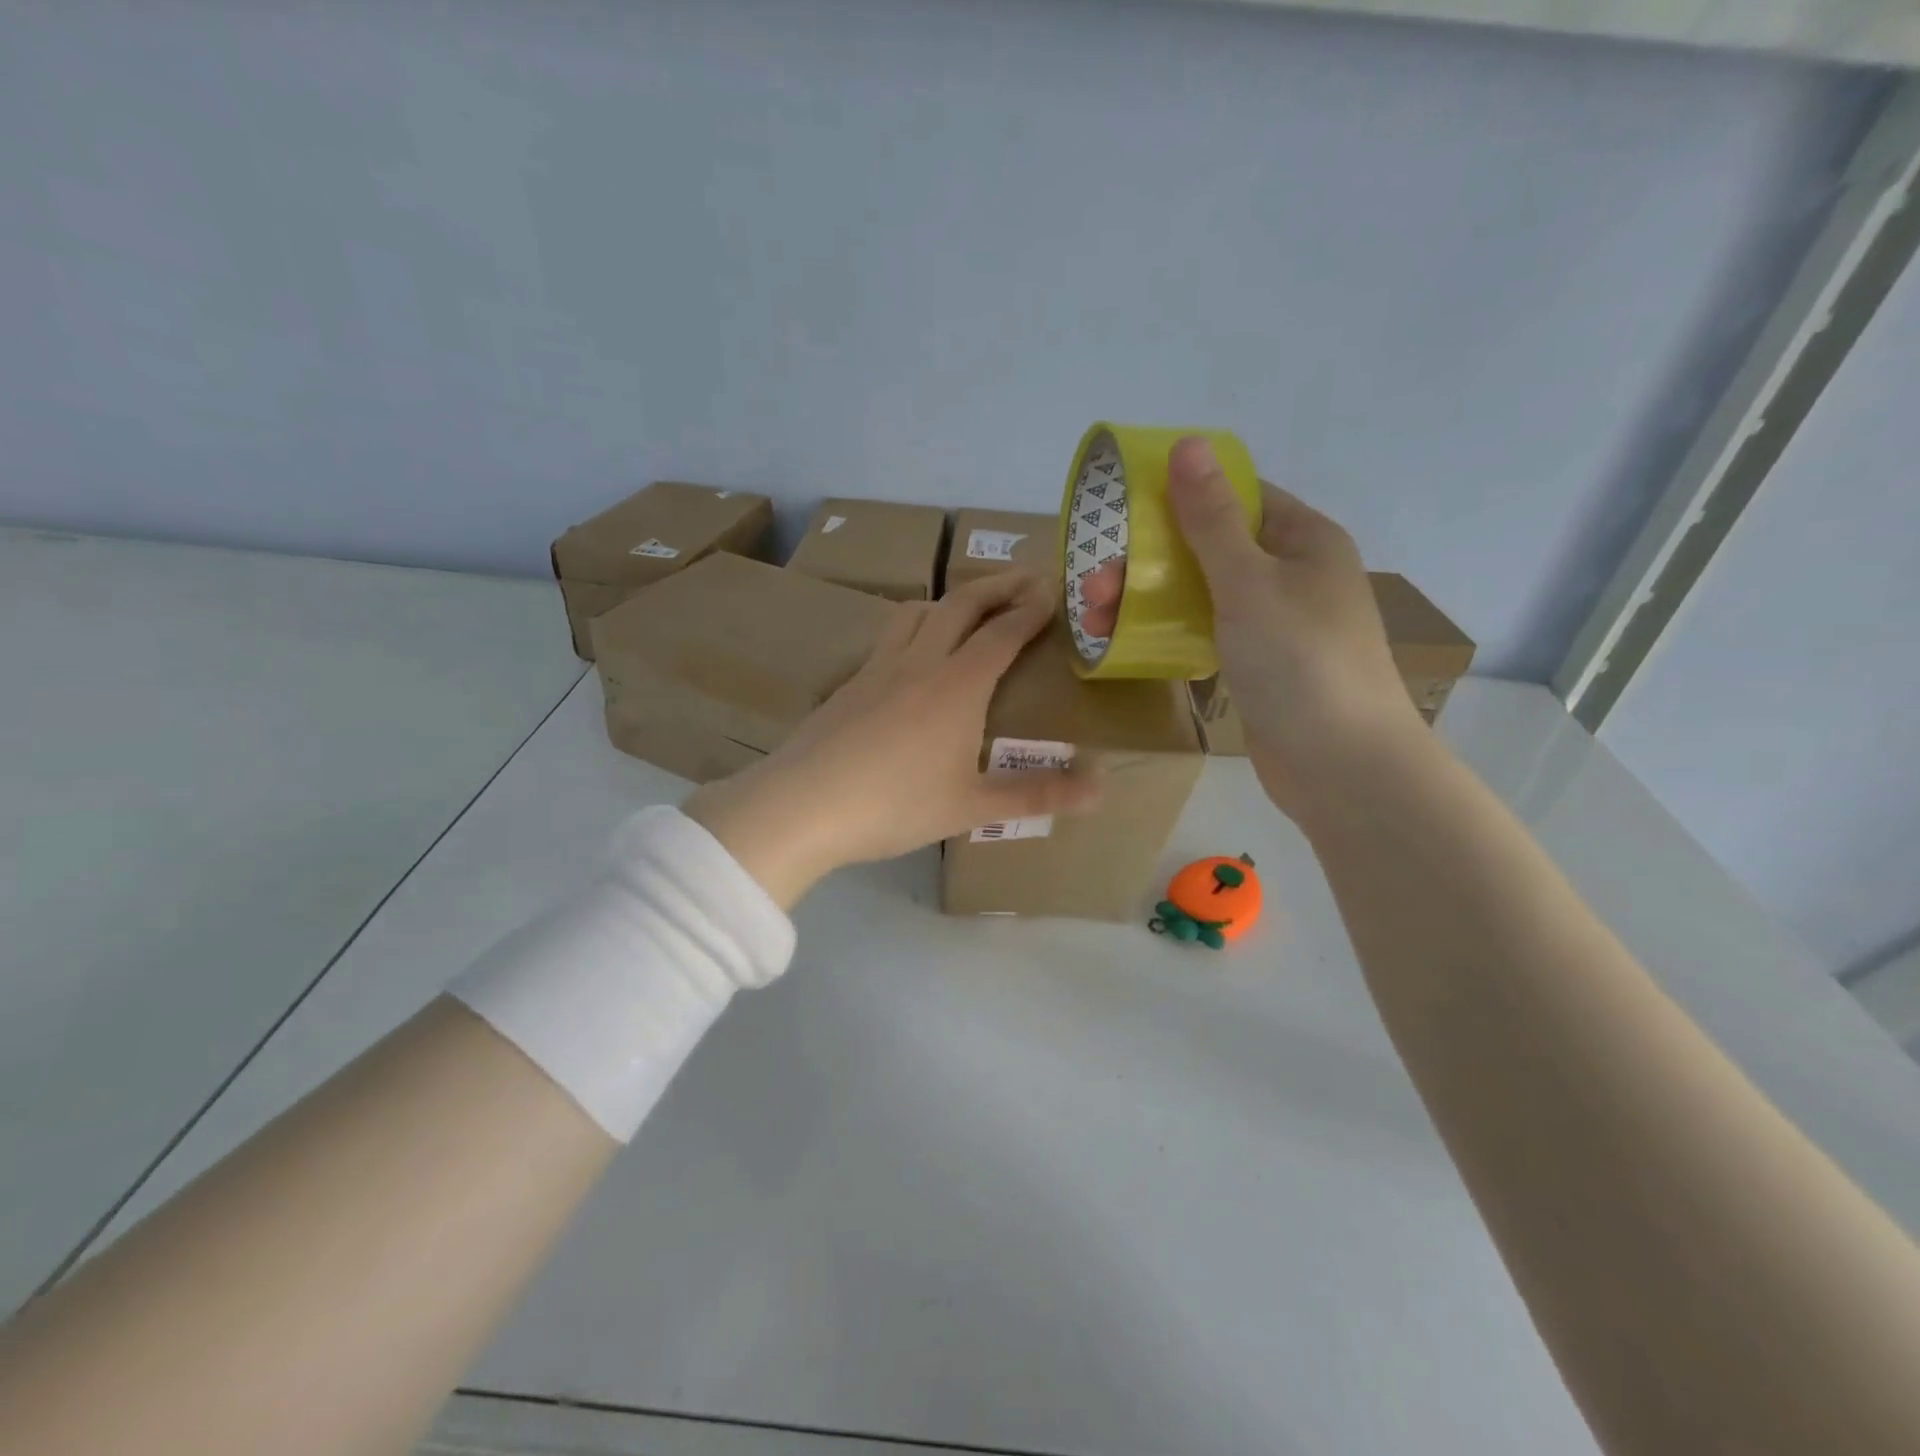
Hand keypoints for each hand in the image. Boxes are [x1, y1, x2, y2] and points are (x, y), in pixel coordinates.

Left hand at [684, 573, 1100, 907]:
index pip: (1002, 633)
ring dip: (949, 600)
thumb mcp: (971, 807)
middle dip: (997, 586)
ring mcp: (877, 668)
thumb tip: (1101, 790)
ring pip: (917, 612)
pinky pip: (888, 637)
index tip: (1053, 592)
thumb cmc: (894, 805)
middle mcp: (919, 662)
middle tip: (1024, 578)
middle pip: (961, 605)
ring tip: (966, 607)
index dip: (1031, 610)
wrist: (802, 805)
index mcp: (957, 685)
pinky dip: (913, 627)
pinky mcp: (847, 684)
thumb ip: (1037, 795)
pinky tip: (910, 656)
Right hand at [1078, 437, 1419, 816]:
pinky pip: (1206, 632)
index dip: (1181, 495)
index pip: (1239, 495)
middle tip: (1095, 584)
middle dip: (1149, 560)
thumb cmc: (1300, 661)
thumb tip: (1187, 444)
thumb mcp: (1249, 582)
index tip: (1123, 511)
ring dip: (1149, 599)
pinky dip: (1170, 632)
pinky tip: (1127, 642)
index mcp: (1304, 539)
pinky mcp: (1258, 665)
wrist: (1341, 766)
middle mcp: (1292, 573)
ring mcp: (1275, 623)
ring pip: (1202, 594)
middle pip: (1210, 548)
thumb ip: (1212, 519)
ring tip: (1095, 619)